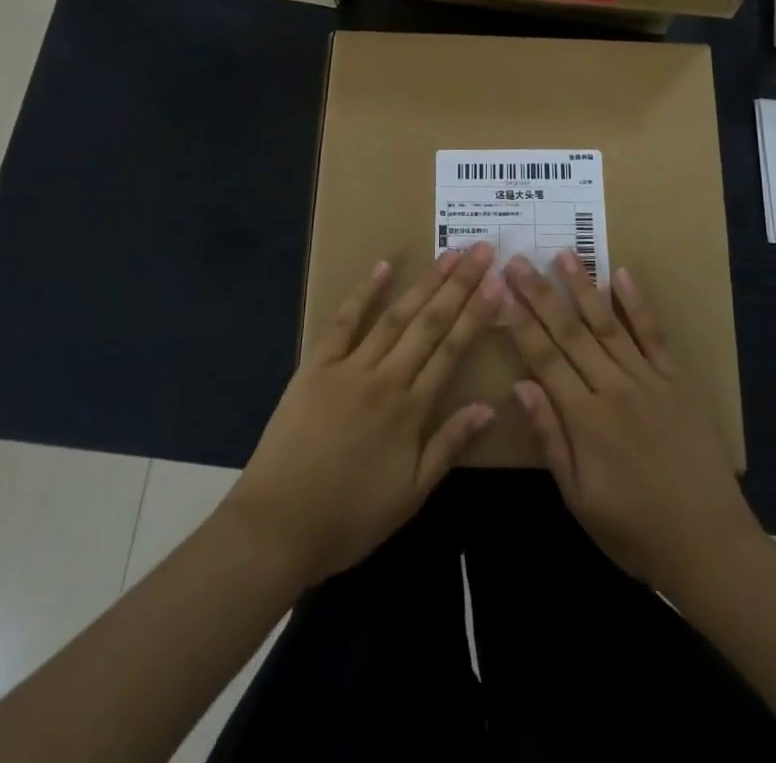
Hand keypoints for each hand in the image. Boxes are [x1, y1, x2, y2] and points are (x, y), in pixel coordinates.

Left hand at [222, 244, 503, 588]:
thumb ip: (449, 446)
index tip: (497, 282)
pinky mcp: (316, 366)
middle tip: (481, 249)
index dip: (476, 313)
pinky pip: (343, 322)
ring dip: (424, 282)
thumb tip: (489, 407)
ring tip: (449, 254)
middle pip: (430, 323)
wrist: (278, 526)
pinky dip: (364, 292)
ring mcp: (349, 367)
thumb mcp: (410, 495)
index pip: (452, 350)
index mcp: (411, 410)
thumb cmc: (350, 517)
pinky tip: (383, 266)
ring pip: (395, 316)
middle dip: (459, 284)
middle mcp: (386, 378)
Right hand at [503, 252, 761, 592]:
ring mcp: (648, 379)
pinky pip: (654, 334)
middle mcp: (614, 387)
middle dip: (541, 293)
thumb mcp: (579, 499)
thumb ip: (550, 438)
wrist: (710, 544)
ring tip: (564, 254)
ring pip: (608, 323)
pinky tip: (622, 274)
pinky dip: (637, 304)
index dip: (520, 321)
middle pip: (570, 331)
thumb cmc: (635, 530)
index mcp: (585, 418)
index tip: (501, 290)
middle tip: (518, 259)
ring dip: (583, 286)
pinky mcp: (677, 380)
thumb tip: (520, 386)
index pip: (544, 357)